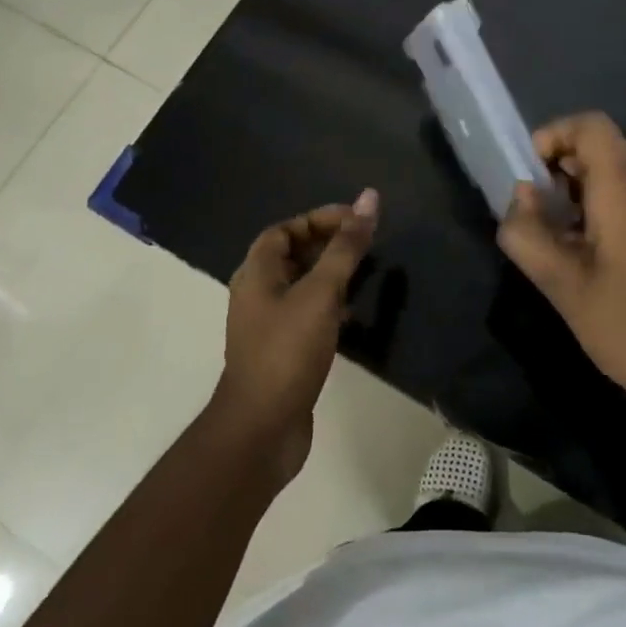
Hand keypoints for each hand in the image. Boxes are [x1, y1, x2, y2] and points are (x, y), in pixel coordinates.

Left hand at [211, 190, 378, 483]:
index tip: (356, 221)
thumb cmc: (287, 351)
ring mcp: (268, 325)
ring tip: (366, 274)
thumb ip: (345, 247)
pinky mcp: (282, 351)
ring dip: (331, 275)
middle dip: (328, 245)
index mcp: (256, 273)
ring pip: (302, 286)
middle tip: (366, 244)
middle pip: (292, 255)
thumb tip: (369, 198)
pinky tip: (354, 315)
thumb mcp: (321, 293)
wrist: (262, 429)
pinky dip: (330, 306)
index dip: (318, 219)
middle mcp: (257, 294)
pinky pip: (307, 314)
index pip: (284, 230)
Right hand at [498, 113, 625, 418]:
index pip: (589, 125)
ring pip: (615, 167)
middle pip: (601, 144)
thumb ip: (528, 233)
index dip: (553, 136)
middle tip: (539, 211)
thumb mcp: (561, 284)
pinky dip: (601, 201)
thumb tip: (521, 197)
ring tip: (559, 231)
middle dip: (561, 166)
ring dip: (579, 186)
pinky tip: (588, 247)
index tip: (531, 176)